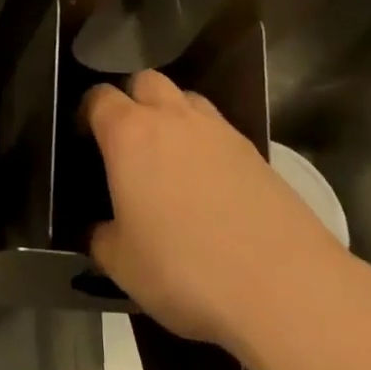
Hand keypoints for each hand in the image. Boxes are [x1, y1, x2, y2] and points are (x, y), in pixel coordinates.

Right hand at [81, 70, 354, 350]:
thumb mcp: (122, 265)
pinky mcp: (256, 153)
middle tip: (127, 142)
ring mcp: (219, 131)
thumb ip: (101, 238)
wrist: (285, 288)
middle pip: (145, 81)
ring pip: (186, 99)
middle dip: (132, 100)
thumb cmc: (186, 270)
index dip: (87, 113)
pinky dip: (207, 145)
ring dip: (172, 116)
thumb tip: (99, 230)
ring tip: (170, 159)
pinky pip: (219, 131)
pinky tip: (209, 185)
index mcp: (130, 134)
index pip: (98, 97)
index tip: (85, 140)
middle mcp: (173, 118)